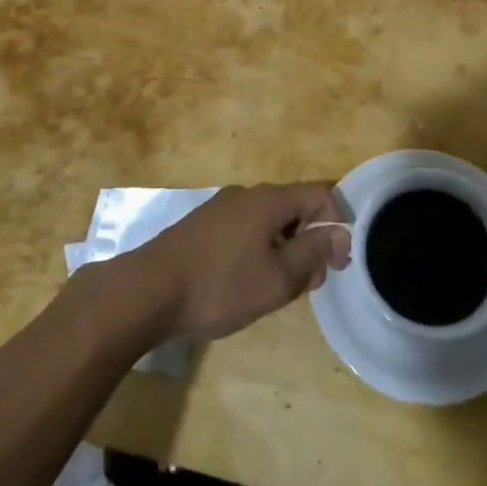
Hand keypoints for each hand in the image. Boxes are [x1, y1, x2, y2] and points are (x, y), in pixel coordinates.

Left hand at [119, 184, 351, 342]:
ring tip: (278, 288)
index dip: (337, 225)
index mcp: (269, 199)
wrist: (147, 291)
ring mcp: (221, 208)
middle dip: (310, 241)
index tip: (337, 264)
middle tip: (308, 283)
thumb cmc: (219, 285)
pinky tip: (246, 282)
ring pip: (268, 221)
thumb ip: (313, 254)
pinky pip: (245, 229)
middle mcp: (247, 194)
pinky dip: (258, 250)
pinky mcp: (202, 226)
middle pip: (294, 207)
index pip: (320, 195)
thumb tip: (339, 235)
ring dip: (284, 248)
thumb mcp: (276, 279)